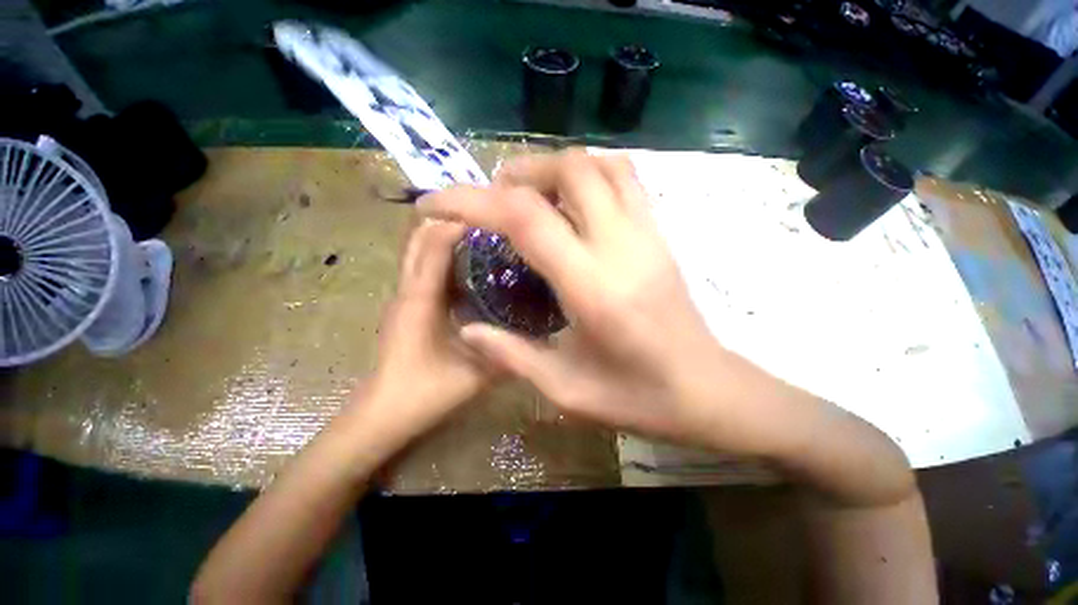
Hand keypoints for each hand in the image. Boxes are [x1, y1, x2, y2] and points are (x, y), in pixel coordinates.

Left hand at [363, 219, 493, 444]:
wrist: (381, 415)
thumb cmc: (421, 394)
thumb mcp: (473, 376)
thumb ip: (506, 356)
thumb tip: (540, 337)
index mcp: (419, 301)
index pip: (433, 247)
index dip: (458, 223)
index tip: (490, 210)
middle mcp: (408, 291)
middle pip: (420, 240)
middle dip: (450, 220)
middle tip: (489, 215)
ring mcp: (406, 298)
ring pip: (420, 252)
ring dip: (446, 236)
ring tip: (483, 231)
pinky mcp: (410, 307)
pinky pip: (426, 270)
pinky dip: (444, 256)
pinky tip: (472, 263)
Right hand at [418, 150, 794, 455]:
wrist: (705, 389)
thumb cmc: (637, 397)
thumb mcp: (565, 389)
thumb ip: (511, 355)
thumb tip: (467, 328)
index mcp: (592, 287)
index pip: (525, 218)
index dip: (470, 200)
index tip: (435, 202)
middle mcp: (622, 246)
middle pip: (569, 169)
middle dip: (518, 172)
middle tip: (493, 198)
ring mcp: (648, 234)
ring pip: (602, 165)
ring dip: (556, 166)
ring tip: (530, 193)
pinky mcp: (660, 235)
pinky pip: (625, 180)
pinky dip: (589, 174)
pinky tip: (571, 202)